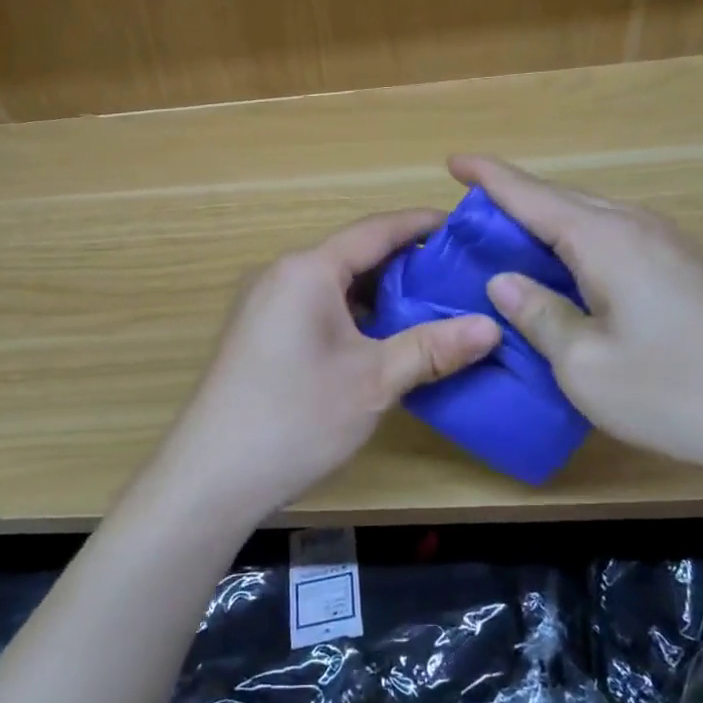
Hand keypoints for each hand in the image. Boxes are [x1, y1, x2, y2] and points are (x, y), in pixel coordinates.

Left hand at [155, 209, 500, 524]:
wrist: (210, 477)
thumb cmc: (296, 418)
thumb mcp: (374, 381)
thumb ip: (432, 348)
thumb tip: (492, 326)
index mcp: (308, 270)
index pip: (376, 230)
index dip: (422, 225)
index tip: (464, 228)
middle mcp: (282, 275)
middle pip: (354, 255)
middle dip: (406, 264)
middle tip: (459, 278)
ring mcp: (264, 304)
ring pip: (335, 285)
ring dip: (380, 294)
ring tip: (432, 308)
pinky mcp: (258, 333)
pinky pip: (315, 307)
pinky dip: (353, 315)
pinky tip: (382, 340)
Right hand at [452, 154, 702, 492]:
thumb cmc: (672, 392)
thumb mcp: (584, 364)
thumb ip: (538, 315)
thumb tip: (503, 280)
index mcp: (606, 241)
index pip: (533, 196)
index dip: (490, 177)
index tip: (454, 161)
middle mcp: (637, 227)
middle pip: (563, 200)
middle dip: (515, 198)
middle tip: (472, 211)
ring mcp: (667, 245)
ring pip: (591, 217)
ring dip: (548, 221)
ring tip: (512, 237)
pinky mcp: (683, 268)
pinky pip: (614, 236)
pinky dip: (577, 241)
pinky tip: (568, 268)